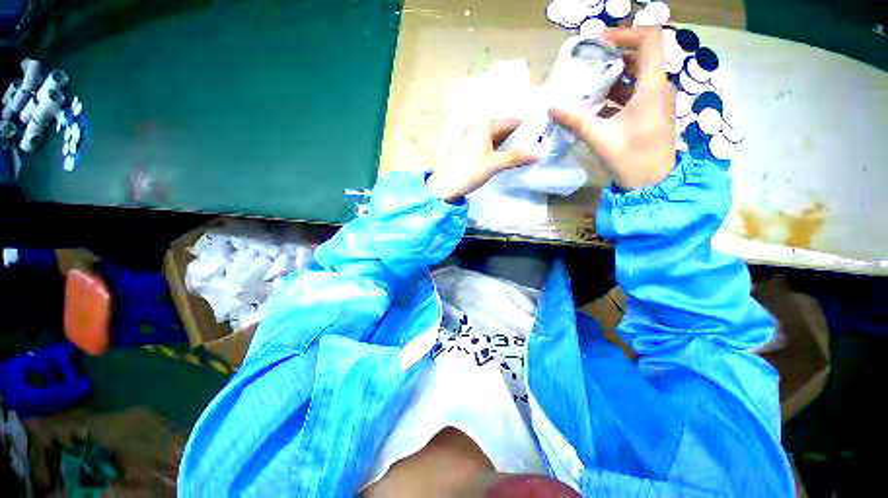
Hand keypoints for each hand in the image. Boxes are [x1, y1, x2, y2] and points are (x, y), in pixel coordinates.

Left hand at [427, 120, 536, 201]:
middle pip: (504, 131)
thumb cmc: (468, 171)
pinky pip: (490, 149)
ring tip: (527, 157)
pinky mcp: (470, 152)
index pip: (512, 122)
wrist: (444, 187)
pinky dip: (500, 154)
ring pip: (497, 141)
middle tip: (537, 150)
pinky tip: (509, 162)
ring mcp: (473, 140)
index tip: (542, 138)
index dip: (527, 130)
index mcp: (484, 125)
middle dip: (519, 140)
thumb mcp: (494, 164)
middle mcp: (478, 128)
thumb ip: (516, 157)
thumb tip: (539, 152)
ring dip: (510, 148)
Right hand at [551, 27, 675, 189]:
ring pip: (634, 75)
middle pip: (639, 56)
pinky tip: (592, 103)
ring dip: (610, 75)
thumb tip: (552, 107)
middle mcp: (657, 87)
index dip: (625, 33)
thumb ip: (576, 120)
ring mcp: (654, 101)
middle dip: (611, 55)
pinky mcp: (648, 113)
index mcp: (652, 87)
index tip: (598, 42)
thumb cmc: (631, 159)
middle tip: (584, 63)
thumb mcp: (600, 138)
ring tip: (584, 82)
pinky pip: (632, 92)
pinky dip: (614, 92)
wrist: (651, 185)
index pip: (650, 39)